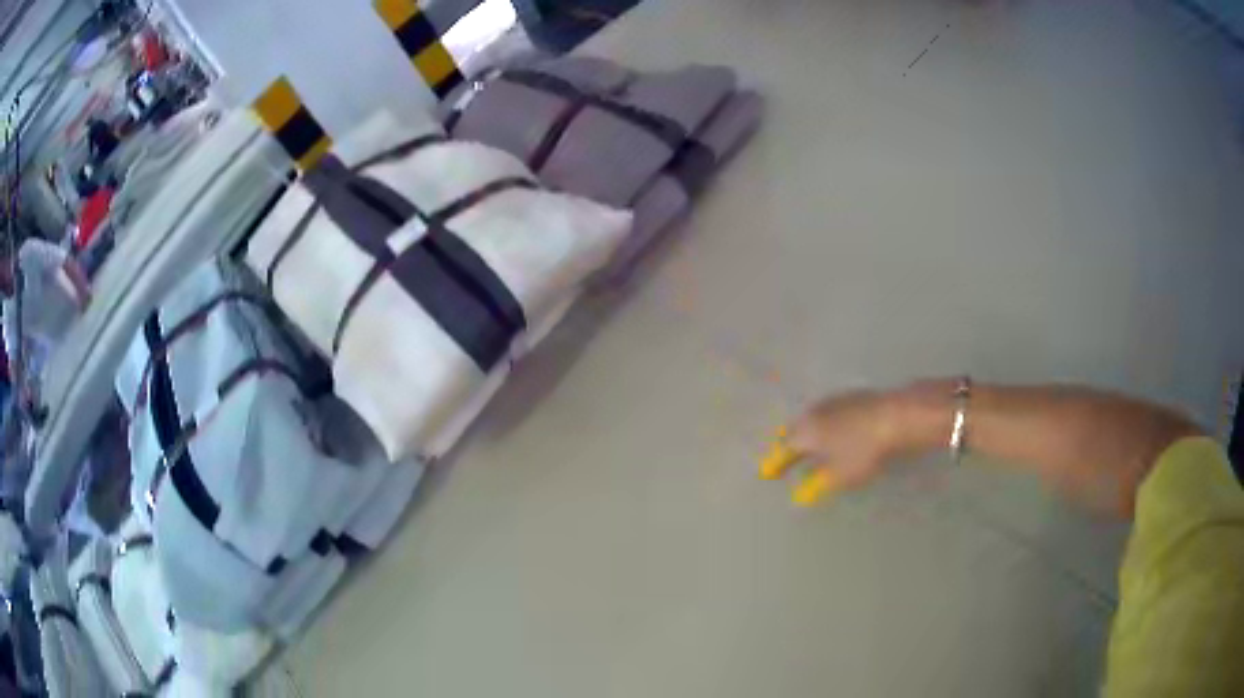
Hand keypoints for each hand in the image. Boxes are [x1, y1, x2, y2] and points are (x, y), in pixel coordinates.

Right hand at [770, 384, 950, 504]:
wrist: (897, 416)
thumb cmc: (863, 450)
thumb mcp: (838, 475)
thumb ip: (816, 485)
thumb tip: (800, 495)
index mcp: (806, 430)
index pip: (784, 449)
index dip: (776, 463)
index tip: (768, 474)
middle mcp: (815, 412)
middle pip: (796, 430)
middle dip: (790, 445)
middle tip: (785, 458)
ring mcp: (836, 401)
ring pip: (814, 419)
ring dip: (809, 434)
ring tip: (810, 447)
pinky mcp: (855, 397)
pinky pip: (831, 414)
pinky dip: (827, 427)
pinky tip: (836, 433)